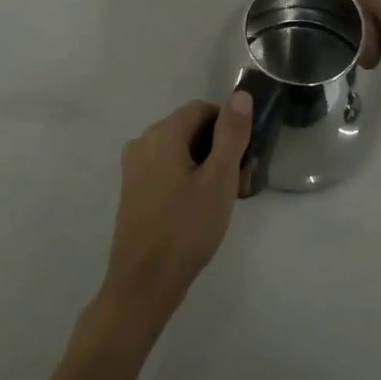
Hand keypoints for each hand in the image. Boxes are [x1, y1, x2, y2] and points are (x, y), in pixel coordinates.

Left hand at [95, 91, 252, 337]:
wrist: (144, 284)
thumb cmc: (186, 227)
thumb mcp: (219, 178)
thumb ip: (232, 133)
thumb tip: (240, 95)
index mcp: (162, 134)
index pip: (203, 109)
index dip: (230, 127)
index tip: (246, 158)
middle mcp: (143, 143)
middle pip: (191, 130)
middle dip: (220, 149)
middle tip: (241, 183)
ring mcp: (134, 169)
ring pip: (180, 152)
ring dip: (206, 166)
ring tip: (225, 200)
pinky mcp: (133, 191)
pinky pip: (166, 170)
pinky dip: (188, 179)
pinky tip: (201, 209)